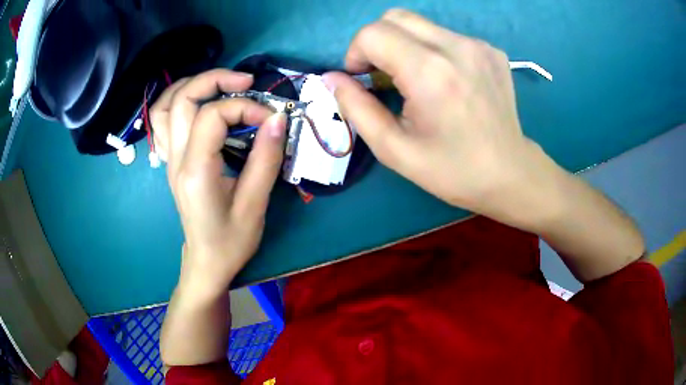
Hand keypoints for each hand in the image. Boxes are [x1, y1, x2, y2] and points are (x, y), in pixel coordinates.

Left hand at [150, 69, 286, 295]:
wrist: (206, 262)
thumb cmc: (231, 241)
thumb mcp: (255, 205)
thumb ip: (266, 159)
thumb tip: (277, 118)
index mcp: (195, 171)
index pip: (212, 115)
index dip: (244, 107)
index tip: (271, 120)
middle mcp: (175, 159)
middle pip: (182, 98)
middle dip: (215, 79)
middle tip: (246, 82)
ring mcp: (169, 159)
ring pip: (166, 105)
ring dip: (192, 85)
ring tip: (220, 84)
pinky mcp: (172, 161)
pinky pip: (163, 121)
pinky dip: (178, 102)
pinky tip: (199, 104)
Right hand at [323, 10, 552, 221]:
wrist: (510, 174)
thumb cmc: (452, 170)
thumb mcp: (394, 149)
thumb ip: (355, 108)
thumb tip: (331, 78)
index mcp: (429, 72)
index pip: (373, 33)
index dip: (356, 52)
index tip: (363, 79)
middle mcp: (456, 47)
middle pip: (395, 17)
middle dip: (377, 42)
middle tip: (384, 75)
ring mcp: (478, 45)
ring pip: (421, 24)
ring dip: (405, 46)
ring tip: (417, 81)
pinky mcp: (491, 50)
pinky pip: (447, 36)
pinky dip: (433, 51)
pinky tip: (446, 81)